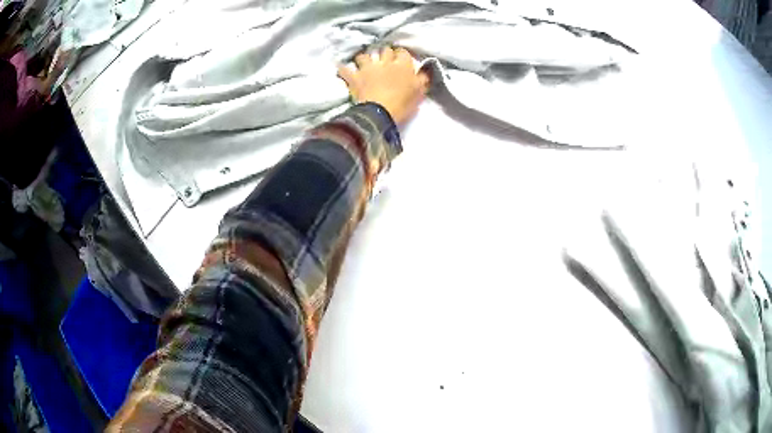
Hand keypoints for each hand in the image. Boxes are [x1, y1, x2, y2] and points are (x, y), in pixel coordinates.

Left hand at [338, 47, 429, 124]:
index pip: (403, 52)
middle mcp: (385, 62)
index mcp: (402, 65)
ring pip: (364, 56)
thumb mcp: (419, 92)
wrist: (380, 113)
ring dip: (365, 58)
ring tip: (364, 63)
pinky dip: (342, 68)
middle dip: (385, 54)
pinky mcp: (355, 77)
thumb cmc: (402, 104)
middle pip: (385, 50)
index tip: (401, 61)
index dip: (401, 56)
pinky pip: (345, 69)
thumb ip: (422, 79)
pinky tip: (340, 67)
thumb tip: (424, 71)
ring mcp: (368, 68)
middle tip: (385, 61)